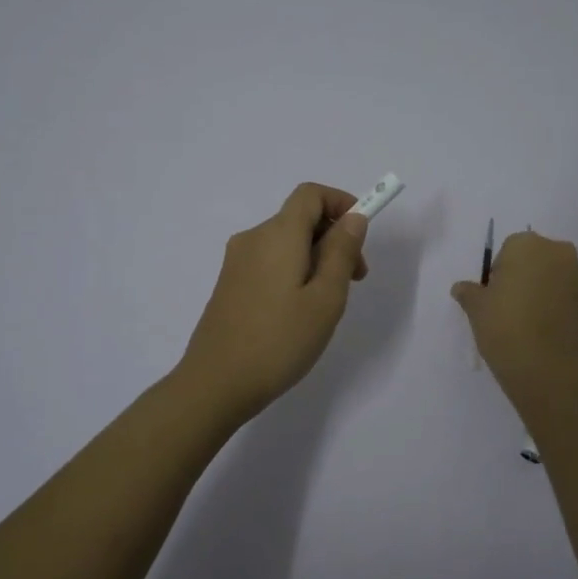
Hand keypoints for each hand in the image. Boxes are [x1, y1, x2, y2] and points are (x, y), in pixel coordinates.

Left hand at [176, 183, 370, 424]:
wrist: (215, 384)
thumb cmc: (279, 341)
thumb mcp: (325, 299)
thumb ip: (341, 252)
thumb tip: (352, 218)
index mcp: (277, 234)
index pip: (310, 194)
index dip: (341, 202)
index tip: (362, 234)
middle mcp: (253, 239)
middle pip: (300, 218)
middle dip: (334, 237)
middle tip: (355, 279)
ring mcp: (236, 262)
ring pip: (286, 243)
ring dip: (316, 258)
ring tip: (328, 303)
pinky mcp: (229, 284)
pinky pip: (269, 262)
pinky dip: (294, 271)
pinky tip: (299, 312)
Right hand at [451, 229, 577, 386]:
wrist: (546, 366)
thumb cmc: (504, 325)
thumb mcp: (476, 308)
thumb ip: (469, 292)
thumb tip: (461, 288)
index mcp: (527, 244)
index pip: (508, 250)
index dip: (499, 272)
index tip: (494, 296)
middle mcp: (558, 252)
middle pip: (536, 259)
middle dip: (525, 276)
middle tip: (510, 306)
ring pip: (554, 276)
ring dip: (543, 290)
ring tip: (528, 320)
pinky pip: (568, 296)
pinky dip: (557, 306)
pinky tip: (544, 329)